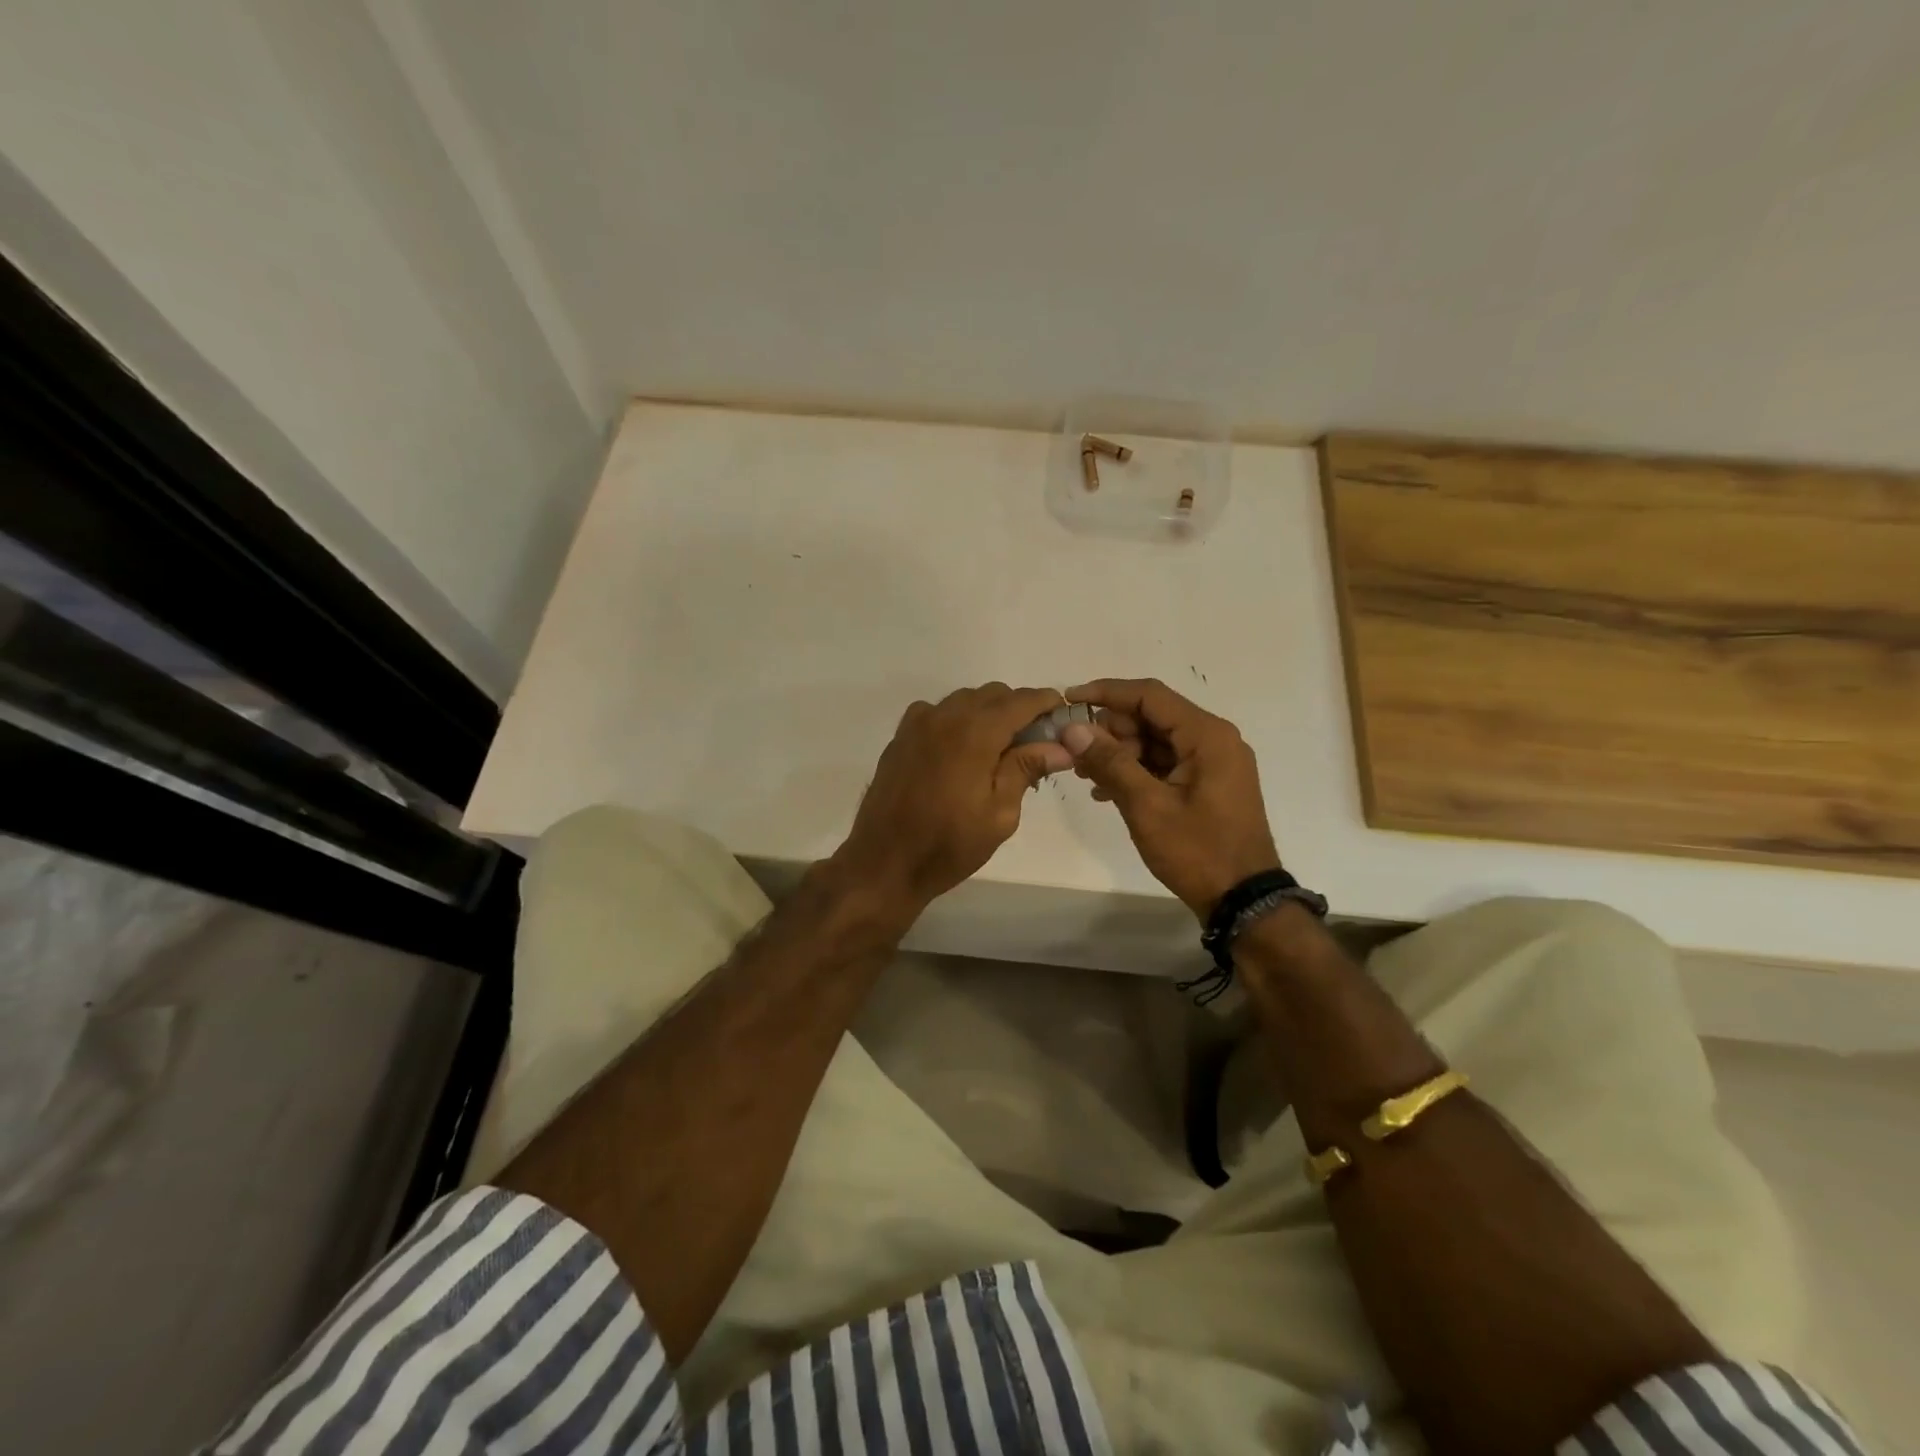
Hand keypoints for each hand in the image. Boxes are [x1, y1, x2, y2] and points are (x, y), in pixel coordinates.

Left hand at [834, 684, 1072, 919]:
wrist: (885, 862)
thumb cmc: (949, 845)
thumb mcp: (999, 814)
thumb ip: (1026, 770)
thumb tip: (1061, 747)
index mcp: (974, 733)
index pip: (1020, 701)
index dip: (1046, 703)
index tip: (1062, 714)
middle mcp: (945, 716)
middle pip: (993, 694)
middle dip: (1019, 708)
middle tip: (1035, 740)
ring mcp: (918, 724)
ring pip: (964, 700)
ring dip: (988, 712)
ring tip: (1000, 747)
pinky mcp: (901, 737)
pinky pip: (937, 712)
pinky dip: (958, 719)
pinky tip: (962, 749)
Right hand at [1060, 678, 1281, 917]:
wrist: (1243, 900)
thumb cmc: (1197, 851)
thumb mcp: (1147, 806)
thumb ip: (1110, 762)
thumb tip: (1073, 728)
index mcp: (1207, 735)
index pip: (1149, 695)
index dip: (1106, 693)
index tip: (1068, 699)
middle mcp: (1214, 739)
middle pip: (1152, 716)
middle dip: (1111, 730)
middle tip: (1075, 751)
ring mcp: (1213, 762)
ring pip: (1156, 740)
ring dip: (1120, 752)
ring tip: (1086, 776)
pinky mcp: (1208, 783)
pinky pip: (1166, 762)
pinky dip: (1136, 770)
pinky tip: (1106, 791)